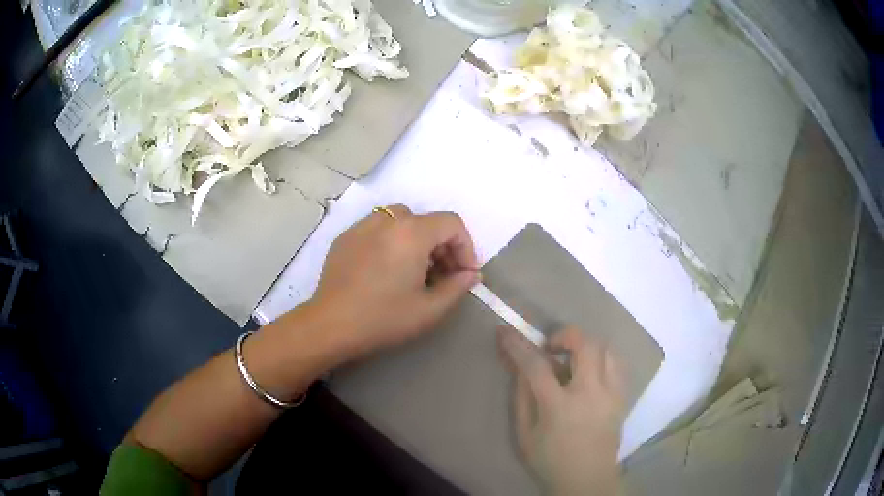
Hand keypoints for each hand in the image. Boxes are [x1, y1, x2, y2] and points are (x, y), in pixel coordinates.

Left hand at [311, 205, 480, 358]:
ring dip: (416, 241)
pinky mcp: (346, 236)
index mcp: (412, 232)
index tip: (464, 274)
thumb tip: (471, 274)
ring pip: (401, 221)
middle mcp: (388, 219)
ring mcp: (363, 225)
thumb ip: (458, 286)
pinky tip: (385, 269)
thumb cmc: (384, 318)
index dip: (466, 247)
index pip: (451, 223)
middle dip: (442, 246)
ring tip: (413, 271)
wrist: (331, 325)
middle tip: (442, 276)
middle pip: (426, 221)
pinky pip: (377, 229)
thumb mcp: (430, 309)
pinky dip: (391, 241)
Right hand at [498, 326, 626, 495]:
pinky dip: (603, 358)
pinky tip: (591, 371)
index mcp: (559, 407)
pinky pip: (618, 364)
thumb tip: (520, 367)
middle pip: (585, 345)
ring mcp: (612, 394)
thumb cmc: (550, 460)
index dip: (518, 345)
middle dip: (565, 335)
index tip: (505, 333)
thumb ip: (522, 397)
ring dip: (587, 345)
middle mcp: (591, 394)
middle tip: (551, 347)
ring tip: (573, 358)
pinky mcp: (623, 397)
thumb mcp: (525, 434)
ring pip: (607, 349)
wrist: (588, 479)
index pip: (537, 366)